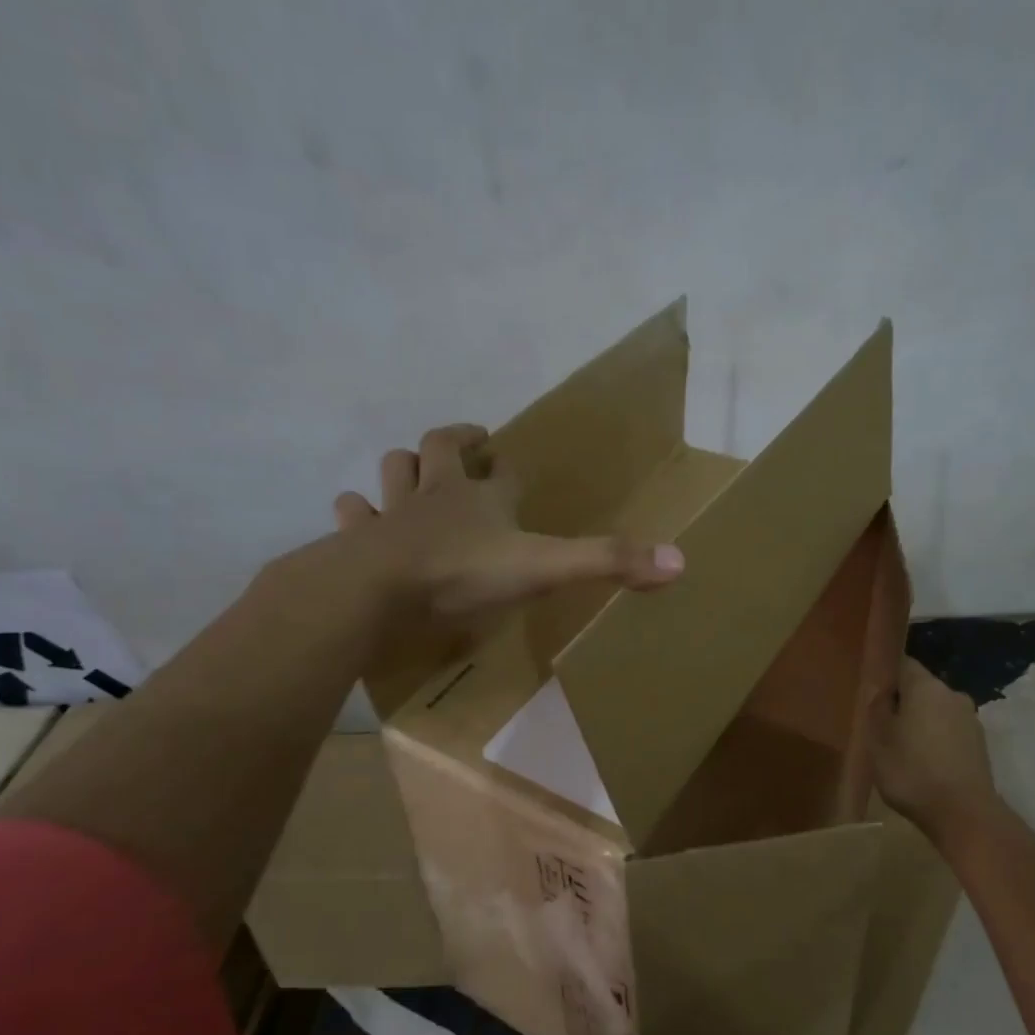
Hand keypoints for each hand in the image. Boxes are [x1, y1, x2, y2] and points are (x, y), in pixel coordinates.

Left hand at [328, 423, 684, 618]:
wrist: (376, 591)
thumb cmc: (464, 574)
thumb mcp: (547, 567)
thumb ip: (609, 562)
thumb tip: (680, 561)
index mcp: (481, 498)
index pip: (501, 470)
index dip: (506, 465)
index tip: (509, 462)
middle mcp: (436, 494)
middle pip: (437, 451)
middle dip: (452, 444)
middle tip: (465, 444)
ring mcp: (391, 515)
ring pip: (393, 472)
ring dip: (402, 467)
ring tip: (410, 470)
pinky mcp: (358, 541)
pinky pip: (354, 515)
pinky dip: (357, 512)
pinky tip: (357, 515)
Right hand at [869, 658, 1000, 838]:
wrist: (964, 814)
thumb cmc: (912, 772)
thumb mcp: (878, 741)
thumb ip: (876, 708)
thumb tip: (878, 687)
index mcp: (925, 687)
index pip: (902, 664)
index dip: (885, 676)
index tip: (871, 694)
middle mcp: (952, 694)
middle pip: (921, 688)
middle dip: (902, 702)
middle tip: (881, 726)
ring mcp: (970, 719)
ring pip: (936, 711)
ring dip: (920, 723)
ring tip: (902, 749)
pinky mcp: (980, 744)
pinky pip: (950, 732)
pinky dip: (936, 740)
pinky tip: (924, 764)